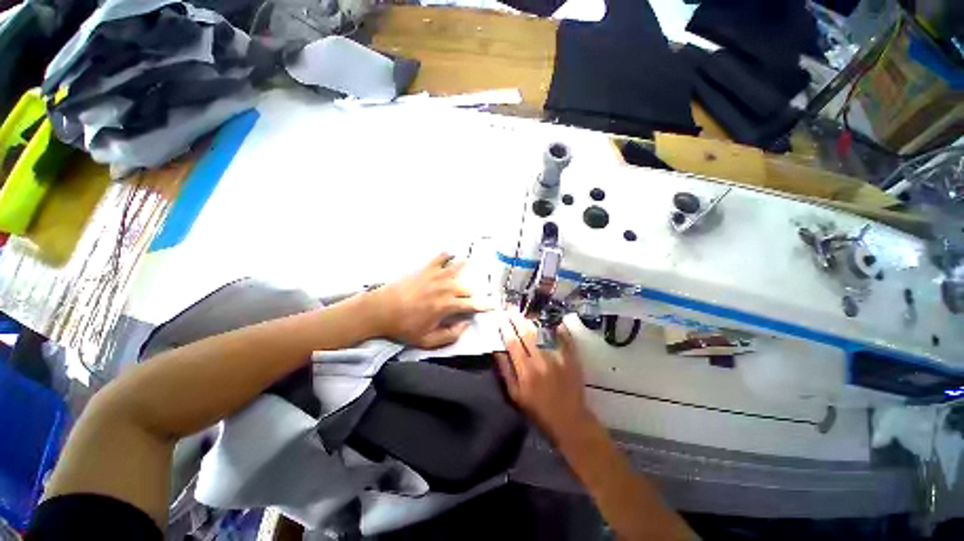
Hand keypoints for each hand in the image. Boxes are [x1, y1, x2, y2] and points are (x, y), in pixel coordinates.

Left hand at [368, 253, 485, 347]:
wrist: (381, 309)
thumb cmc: (404, 327)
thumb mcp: (427, 340)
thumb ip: (450, 335)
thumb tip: (466, 325)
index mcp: (446, 305)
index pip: (471, 304)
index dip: (483, 305)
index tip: (491, 305)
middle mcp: (445, 288)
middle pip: (467, 287)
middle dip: (472, 293)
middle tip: (474, 295)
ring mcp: (435, 276)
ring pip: (457, 268)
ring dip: (466, 268)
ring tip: (471, 264)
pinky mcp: (425, 269)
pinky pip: (439, 257)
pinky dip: (447, 255)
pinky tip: (450, 253)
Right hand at [495, 313, 593, 443]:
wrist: (569, 420)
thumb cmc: (538, 410)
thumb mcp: (515, 395)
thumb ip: (505, 372)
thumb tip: (497, 351)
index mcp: (525, 371)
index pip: (512, 344)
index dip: (505, 329)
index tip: (500, 318)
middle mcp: (540, 361)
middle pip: (527, 335)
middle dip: (517, 320)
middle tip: (511, 308)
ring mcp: (557, 358)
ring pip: (544, 334)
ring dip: (534, 321)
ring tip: (527, 311)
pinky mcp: (571, 359)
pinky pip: (565, 339)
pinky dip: (560, 329)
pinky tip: (555, 320)